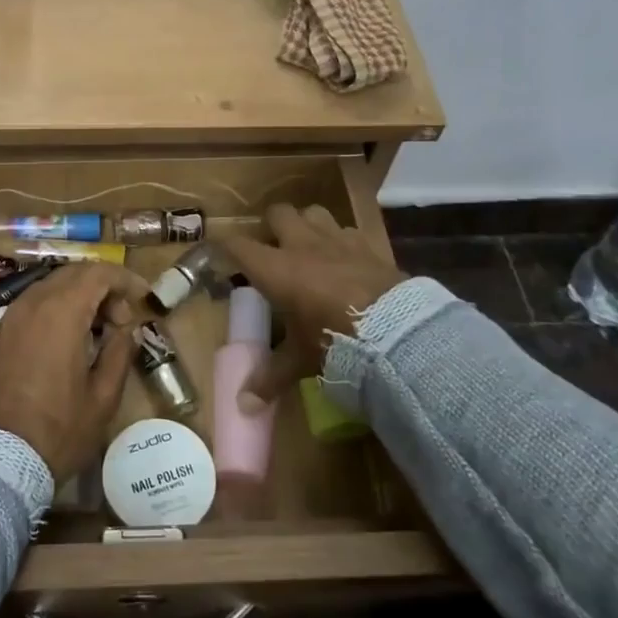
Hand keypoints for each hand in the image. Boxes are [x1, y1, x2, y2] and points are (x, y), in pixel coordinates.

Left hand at [0, 263, 147, 481]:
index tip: (142, 298)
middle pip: (71, 274)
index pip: (98, 273)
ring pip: (47, 288)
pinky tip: (62, 343)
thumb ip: (119, 353)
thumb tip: (125, 329)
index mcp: (61, 313)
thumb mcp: (102, 398)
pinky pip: (28, 309)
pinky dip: (52, 312)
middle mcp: (31, 305)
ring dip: (75, 298)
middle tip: (120, 319)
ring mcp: (7, 319)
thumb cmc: (57, 431)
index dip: (125, 279)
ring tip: (93, 331)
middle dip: (101, 287)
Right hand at [216, 205, 405, 405]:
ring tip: (308, 248)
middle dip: (271, 226)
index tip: (220, 252)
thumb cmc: (335, 340)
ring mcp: (337, 239)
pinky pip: (347, 230)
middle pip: (277, 213)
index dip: (224, 246)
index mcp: (275, 268)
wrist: (397, 331)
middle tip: (272, 250)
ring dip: (306, 225)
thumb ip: (270, 377)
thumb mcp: (300, 360)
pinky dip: (340, 240)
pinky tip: (344, 259)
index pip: (237, 245)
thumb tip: (243, 405)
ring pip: (313, 212)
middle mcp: (301, 244)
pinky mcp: (367, 245)